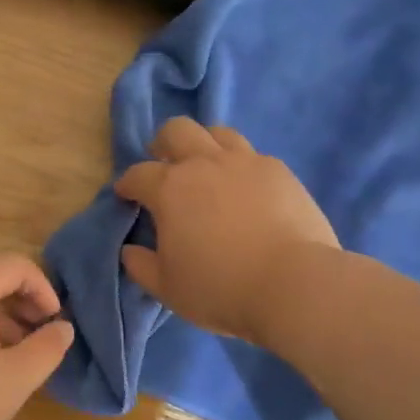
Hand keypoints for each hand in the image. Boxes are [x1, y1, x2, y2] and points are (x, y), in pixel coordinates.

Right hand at [114, 119, 338, 343]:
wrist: (292, 284)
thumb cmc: (220, 288)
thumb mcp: (168, 288)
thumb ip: (141, 266)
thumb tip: (130, 250)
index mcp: (170, 189)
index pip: (138, 174)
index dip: (128, 184)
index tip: (126, 195)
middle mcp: (205, 164)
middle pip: (177, 131)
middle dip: (163, 144)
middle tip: (164, 165)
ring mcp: (246, 162)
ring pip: (218, 133)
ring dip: (205, 145)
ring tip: (207, 168)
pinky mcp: (279, 171)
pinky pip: (253, 155)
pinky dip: (240, 166)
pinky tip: (245, 189)